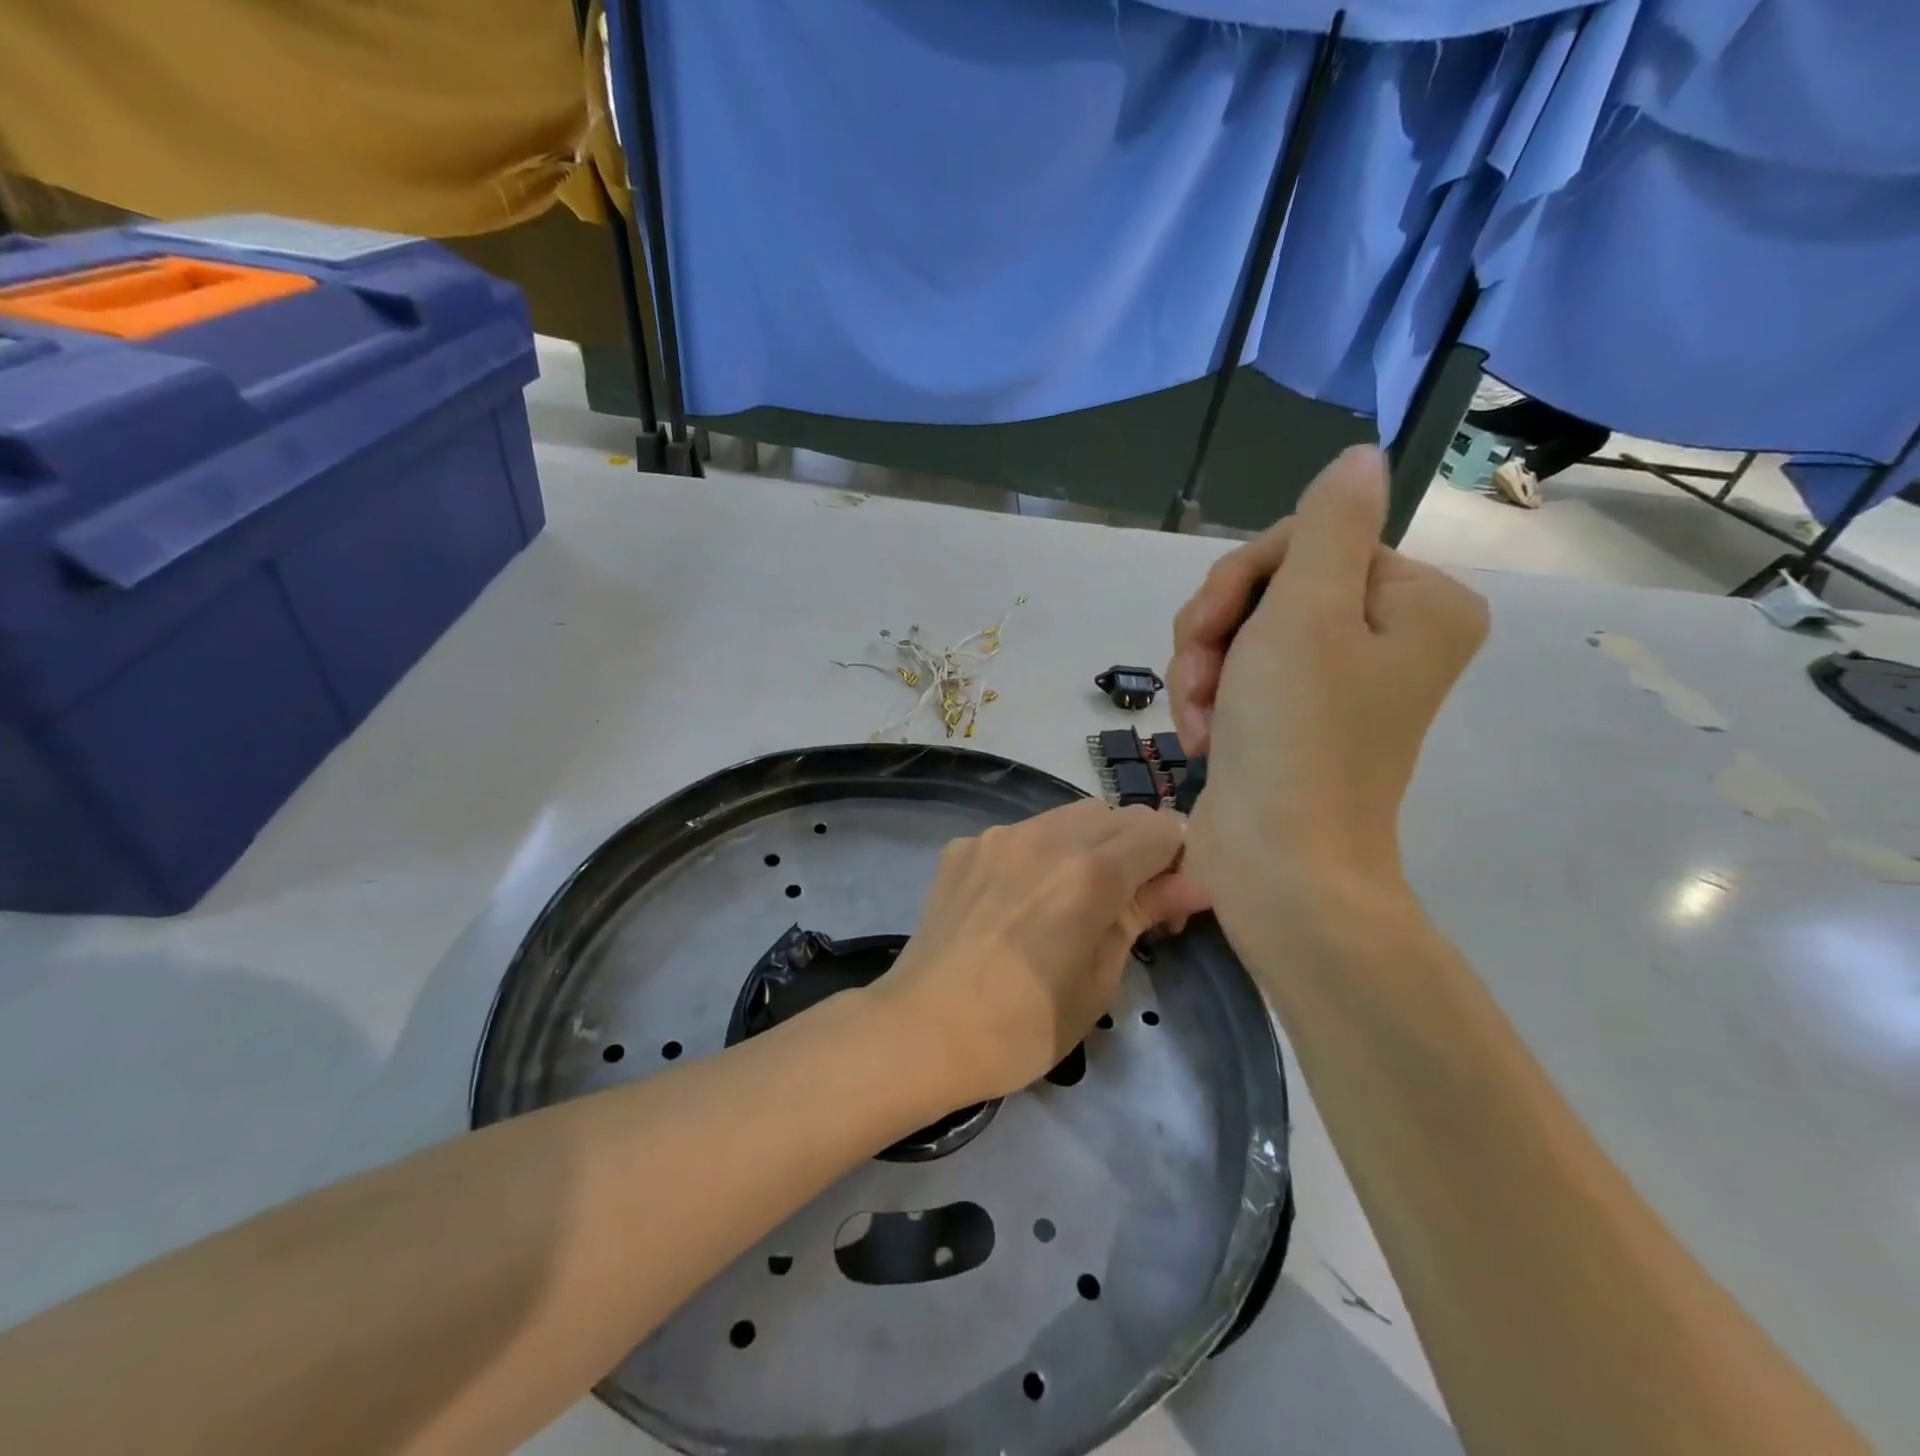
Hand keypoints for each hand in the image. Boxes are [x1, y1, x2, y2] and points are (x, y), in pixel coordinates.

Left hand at [874, 801, 1208, 1105]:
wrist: (922, 1030)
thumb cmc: (1023, 1025)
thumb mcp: (1100, 978)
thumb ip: (1145, 914)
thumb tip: (1195, 884)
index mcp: (1091, 870)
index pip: (1163, 828)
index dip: (1176, 860)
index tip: (1165, 903)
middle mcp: (1046, 835)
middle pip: (1116, 814)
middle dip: (1134, 848)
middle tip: (1124, 902)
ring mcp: (998, 835)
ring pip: (1067, 816)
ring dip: (1087, 844)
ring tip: (1069, 899)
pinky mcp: (964, 846)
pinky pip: (1020, 833)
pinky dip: (1037, 854)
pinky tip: (1018, 900)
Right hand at [1170, 446, 1487, 951]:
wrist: (1279, 863)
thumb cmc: (1296, 736)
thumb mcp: (1306, 614)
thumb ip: (1328, 526)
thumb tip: (1361, 454)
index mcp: (1415, 602)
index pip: (1312, 540)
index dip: (1245, 577)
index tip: (1210, 627)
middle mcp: (1385, 635)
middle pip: (1273, 585)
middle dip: (1217, 628)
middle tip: (1198, 675)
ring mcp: (1336, 680)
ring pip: (1243, 629)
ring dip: (1202, 667)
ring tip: (1197, 716)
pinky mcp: (1292, 716)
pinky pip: (1237, 673)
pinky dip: (1208, 699)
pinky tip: (1201, 736)